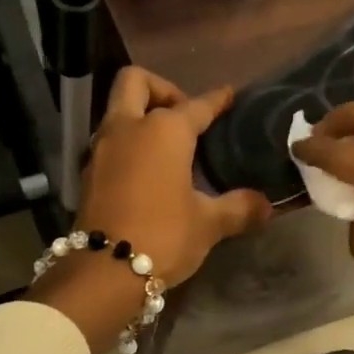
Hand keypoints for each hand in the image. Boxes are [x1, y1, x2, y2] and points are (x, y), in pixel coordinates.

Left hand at [31, 68, 271, 353]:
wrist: (104, 271)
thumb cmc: (163, 236)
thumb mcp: (208, 224)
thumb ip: (238, 208)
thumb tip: (266, 205)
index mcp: (164, 130)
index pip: (196, 105)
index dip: (216, 99)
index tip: (228, 95)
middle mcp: (128, 128)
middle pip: (135, 82)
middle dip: (161, 89)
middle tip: (183, 115)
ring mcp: (102, 148)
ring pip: (117, 110)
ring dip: (141, 116)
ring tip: (168, 146)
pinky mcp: (88, 173)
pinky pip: (110, 141)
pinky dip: (128, 144)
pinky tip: (147, 170)